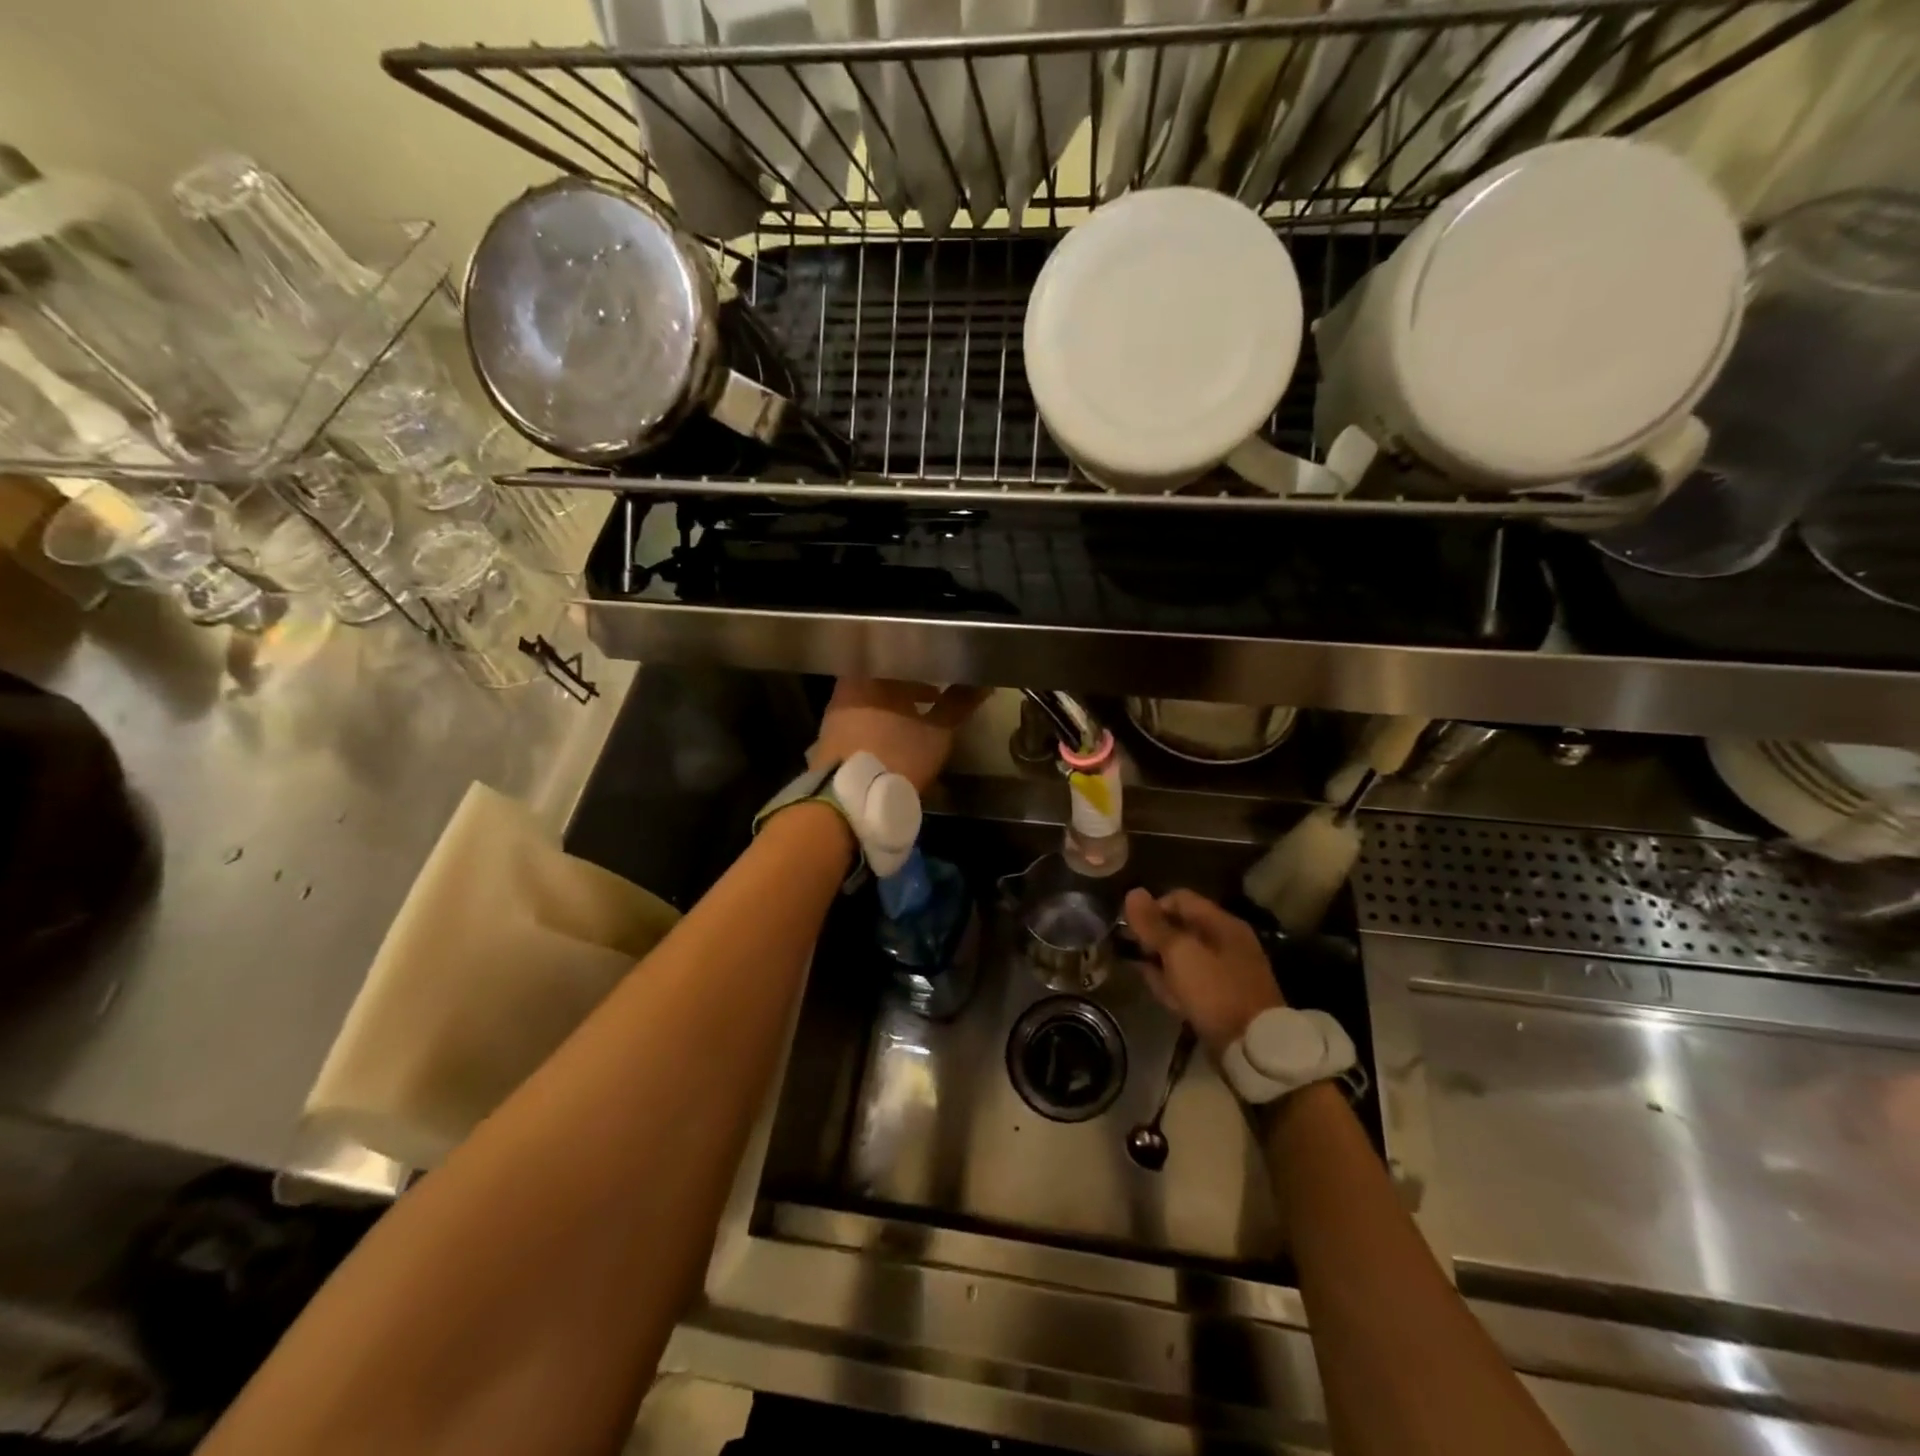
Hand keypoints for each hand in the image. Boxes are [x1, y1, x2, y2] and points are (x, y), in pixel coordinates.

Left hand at [809, 679, 987, 793]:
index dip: (923, 664)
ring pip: (871, 702)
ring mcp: (834, 715)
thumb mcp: (937, 731)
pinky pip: (859, 722)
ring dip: (894, 709)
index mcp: (871, 675)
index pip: (899, 656)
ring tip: (918, 723)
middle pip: (883, 679)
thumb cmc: (897, 754)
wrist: (850, 800)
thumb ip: (958, 704)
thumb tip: (983, 682)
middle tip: (934, 697)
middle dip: (909, 688)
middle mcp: (848, 688)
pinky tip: (894, 742)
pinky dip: (878, 726)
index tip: (941, 672)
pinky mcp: (828, 740)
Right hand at [1124, 888, 1283, 1055]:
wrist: (1252, 1048)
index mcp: (1222, 923)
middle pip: (1181, 928)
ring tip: (1144, 974)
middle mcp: (1227, 942)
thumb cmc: (1215, 991)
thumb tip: (1132, 892)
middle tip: (1134, 953)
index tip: (1132, 929)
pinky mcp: (1224, 997)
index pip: (1179, 899)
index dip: (1152, 909)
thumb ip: (1154, 925)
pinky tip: (1162, 994)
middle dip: (1154, 938)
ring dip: (1161, 962)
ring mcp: (1227, 971)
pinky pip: (1193, 981)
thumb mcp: (1179, 954)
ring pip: (1184, 957)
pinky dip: (1176, 983)